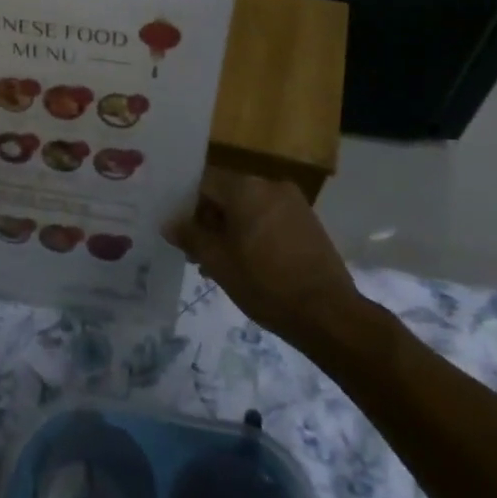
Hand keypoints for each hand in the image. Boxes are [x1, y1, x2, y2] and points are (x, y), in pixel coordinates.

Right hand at [165, 168, 365, 347]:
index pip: (204, 183)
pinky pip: (270, 217)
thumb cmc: (264, 283)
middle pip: (228, 194)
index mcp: (245, 188)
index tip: (180, 233)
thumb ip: (190, 236)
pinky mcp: (308, 221)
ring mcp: (293, 203)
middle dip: (210, 221)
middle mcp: (270, 185)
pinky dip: (255, 233)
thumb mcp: (218, 262)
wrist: (327, 313)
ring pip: (249, 208)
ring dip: (232, 229)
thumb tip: (169, 223)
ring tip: (222, 264)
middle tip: (197, 254)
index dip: (187, 206)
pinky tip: (249, 263)